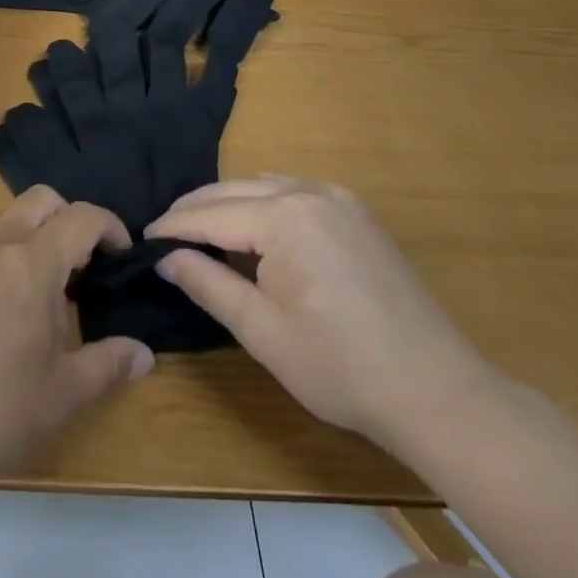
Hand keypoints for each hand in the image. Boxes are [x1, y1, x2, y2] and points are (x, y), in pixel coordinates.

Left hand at [0, 187, 155, 498]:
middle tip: (86, 268)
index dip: (111, 228)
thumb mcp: (61, 395)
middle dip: (72, 219)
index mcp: (32, 263)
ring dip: (39, 238)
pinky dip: (9, 256)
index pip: (82, 217)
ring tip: (50, 296)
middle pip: (43, 200)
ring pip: (11, 220)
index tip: (123, 257)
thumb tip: (144, 354)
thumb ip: (107, 364)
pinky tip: (9, 311)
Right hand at [147, 176, 493, 450]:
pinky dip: (264, 204)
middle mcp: (309, 191)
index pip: (210, 214)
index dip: (173, 227)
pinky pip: (294, 192)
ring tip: (201, 232)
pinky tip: (255, 229)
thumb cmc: (340, 368)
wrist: (436, 391)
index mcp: (284, 217)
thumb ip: (208, 284)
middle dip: (195, 210)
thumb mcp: (262, 332)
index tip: (141, 239)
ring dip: (228, 204)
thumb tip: (166, 256)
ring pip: (263, 186)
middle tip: (163, 235)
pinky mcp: (356, 213)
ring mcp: (337, 198)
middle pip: (234, 191)